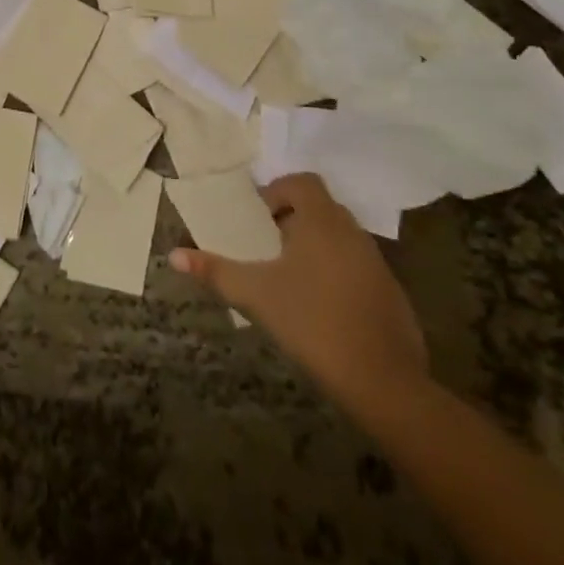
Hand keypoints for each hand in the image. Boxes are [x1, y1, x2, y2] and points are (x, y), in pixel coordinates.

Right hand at [171, 174, 428, 410]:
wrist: (383, 382)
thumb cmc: (312, 322)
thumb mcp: (255, 294)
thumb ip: (215, 271)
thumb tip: (173, 254)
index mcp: (322, 222)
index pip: (303, 183)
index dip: (278, 192)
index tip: (259, 220)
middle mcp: (353, 233)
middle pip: (321, 208)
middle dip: (293, 220)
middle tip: (267, 247)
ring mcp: (377, 264)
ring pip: (340, 238)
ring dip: (315, 247)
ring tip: (289, 278)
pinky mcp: (391, 294)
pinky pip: (357, 266)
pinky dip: (336, 273)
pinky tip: (319, 307)